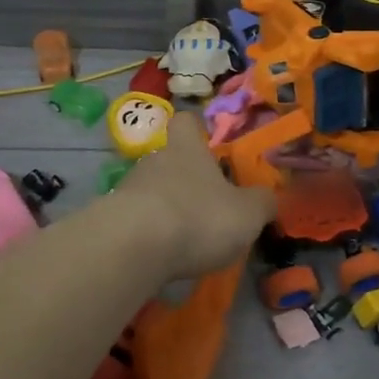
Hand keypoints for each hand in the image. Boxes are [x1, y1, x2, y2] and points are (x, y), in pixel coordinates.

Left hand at [114, 113, 277, 277]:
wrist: (132, 246)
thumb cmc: (198, 217)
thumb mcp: (247, 214)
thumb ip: (261, 203)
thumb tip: (267, 198)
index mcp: (187, 149)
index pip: (187, 122)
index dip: (197, 131)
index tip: (209, 147)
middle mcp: (154, 160)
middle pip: (169, 159)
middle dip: (185, 180)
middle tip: (206, 207)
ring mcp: (128, 188)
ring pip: (151, 190)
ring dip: (166, 208)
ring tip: (184, 238)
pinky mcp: (110, 219)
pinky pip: (134, 220)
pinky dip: (148, 234)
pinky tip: (160, 255)